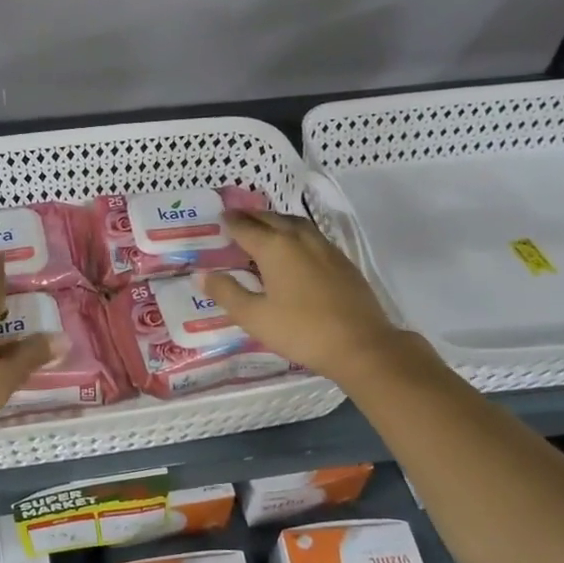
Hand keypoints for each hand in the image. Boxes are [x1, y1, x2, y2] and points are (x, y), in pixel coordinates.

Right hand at [199, 210, 437, 383]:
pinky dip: (295, 234)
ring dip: (276, 221)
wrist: (361, 345)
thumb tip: (202, 274)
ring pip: (295, 224)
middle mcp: (300, 239)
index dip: (229, 222)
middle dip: (252, 217)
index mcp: (275, 248)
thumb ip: (227, 293)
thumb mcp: (254, 317)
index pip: (246, 227)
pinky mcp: (342, 261)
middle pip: (271, 219)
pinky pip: (312, 236)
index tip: (219, 218)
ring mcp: (325, 248)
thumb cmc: (301, 331)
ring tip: (264, 228)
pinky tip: (295, 249)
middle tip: (237, 219)